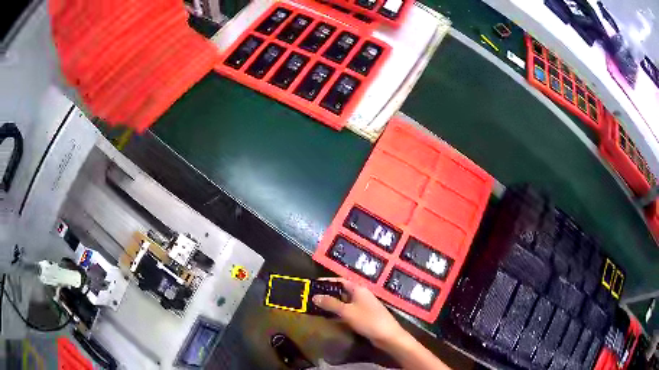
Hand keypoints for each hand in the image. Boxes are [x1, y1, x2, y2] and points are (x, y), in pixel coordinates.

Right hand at [312, 278, 407, 347]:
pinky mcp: (363, 316)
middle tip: (311, 297)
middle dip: (327, 294)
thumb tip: (314, 296)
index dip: (327, 282)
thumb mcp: (347, 311)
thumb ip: (330, 304)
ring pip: (344, 302)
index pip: (340, 281)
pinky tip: (328, 317)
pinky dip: (338, 313)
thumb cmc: (367, 320)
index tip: (313, 284)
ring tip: (316, 307)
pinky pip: (347, 311)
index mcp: (358, 289)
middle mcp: (361, 295)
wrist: (388, 336)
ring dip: (331, 304)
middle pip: (341, 291)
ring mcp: (362, 306)